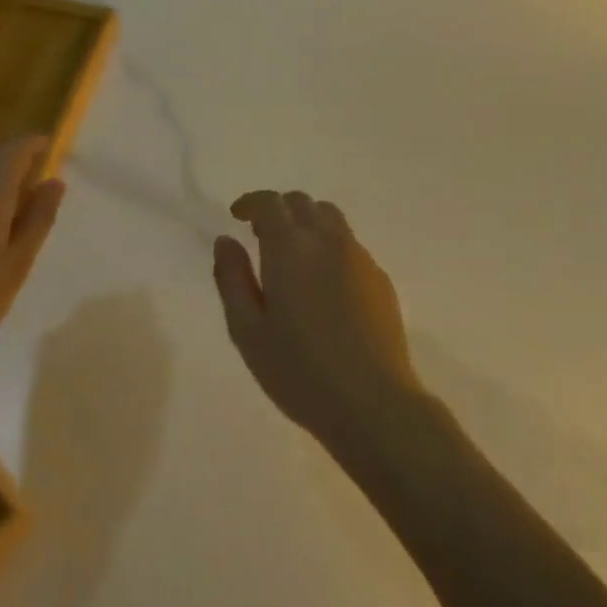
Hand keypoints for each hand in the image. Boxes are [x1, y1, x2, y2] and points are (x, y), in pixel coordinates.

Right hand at [213, 191, 424, 454]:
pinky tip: (323, 284)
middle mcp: (328, 241)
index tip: (237, 216)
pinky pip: (350, 245)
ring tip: (293, 256)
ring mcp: (360, 258)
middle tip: (261, 236)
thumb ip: (231, 278)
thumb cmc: (298, 370)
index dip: (251, 203)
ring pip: (331, 219)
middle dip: (278, 210)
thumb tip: (225, 241)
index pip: (270, 203)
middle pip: (303, 204)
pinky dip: (330, 246)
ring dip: (307, 223)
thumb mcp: (247, 330)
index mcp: (291, 248)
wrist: (372, 403)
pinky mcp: (380, 279)